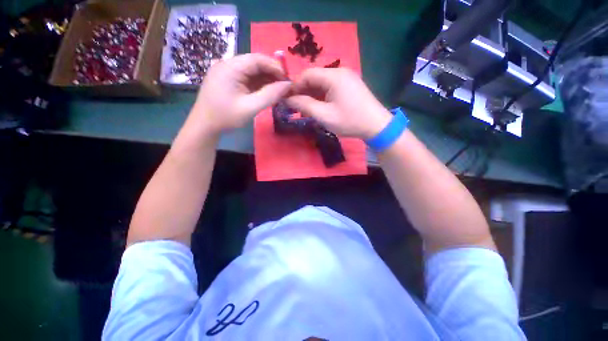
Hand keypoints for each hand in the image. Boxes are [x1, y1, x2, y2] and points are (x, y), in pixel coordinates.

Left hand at [188, 53, 290, 136]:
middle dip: (272, 74)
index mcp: (231, 67)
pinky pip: (247, 78)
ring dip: (266, 80)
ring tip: (278, 91)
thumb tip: (288, 85)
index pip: (258, 59)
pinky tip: (267, 92)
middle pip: (255, 63)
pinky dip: (258, 85)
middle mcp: (228, 64)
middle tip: (285, 87)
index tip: (288, 80)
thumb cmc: (226, 117)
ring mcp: (227, 72)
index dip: (275, 67)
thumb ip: (270, 95)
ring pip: (252, 71)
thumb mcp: (250, 107)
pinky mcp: (228, 80)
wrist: (204, 126)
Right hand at [285, 68, 391, 138]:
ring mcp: (346, 78)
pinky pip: (330, 87)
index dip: (295, 86)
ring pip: (322, 83)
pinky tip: (318, 107)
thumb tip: (288, 99)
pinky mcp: (350, 85)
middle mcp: (340, 72)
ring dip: (312, 95)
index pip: (307, 74)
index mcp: (334, 76)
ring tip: (306, 110)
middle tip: (296, 107)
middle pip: (314, 78)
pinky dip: (322, 96)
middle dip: (303, 92)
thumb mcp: (324, 115)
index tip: (287, 99)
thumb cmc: (349, 121)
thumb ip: (304, 105)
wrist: (376, 125)